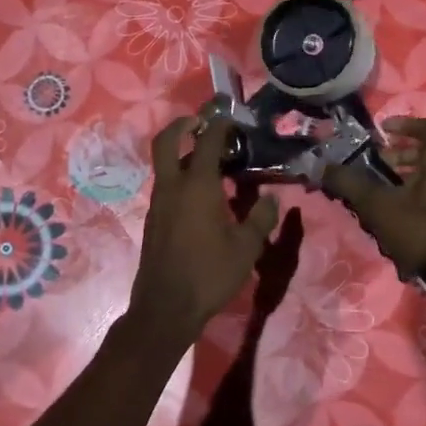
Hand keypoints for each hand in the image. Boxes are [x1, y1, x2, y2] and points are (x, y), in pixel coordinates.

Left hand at [127, 116, 280, 346]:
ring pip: (165, 166)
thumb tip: (271, 198)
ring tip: (211, 161)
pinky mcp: (154, 220)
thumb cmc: (210, 274)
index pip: (207, 142)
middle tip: (201, 123)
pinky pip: (166, 186)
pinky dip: (180, 177)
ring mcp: (158, 204)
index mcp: (197, 186)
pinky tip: (202, 195)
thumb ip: (260, 217)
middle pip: (167, 142)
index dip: (219, 125)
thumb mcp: (246, 247)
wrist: (166, 307)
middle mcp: (172, 187)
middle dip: (183, 125)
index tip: (231, 118)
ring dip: (182, 154)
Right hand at [322, 117, 425, 279]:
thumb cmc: (419, 232)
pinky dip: (418, 188)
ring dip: (407, 173)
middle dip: (400, 153)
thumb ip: (350, 183)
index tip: (381, 130)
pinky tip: (396, 207)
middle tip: (375, 161)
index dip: (403, 124)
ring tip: (380, 186)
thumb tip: (322, 166)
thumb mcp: (378, 206)